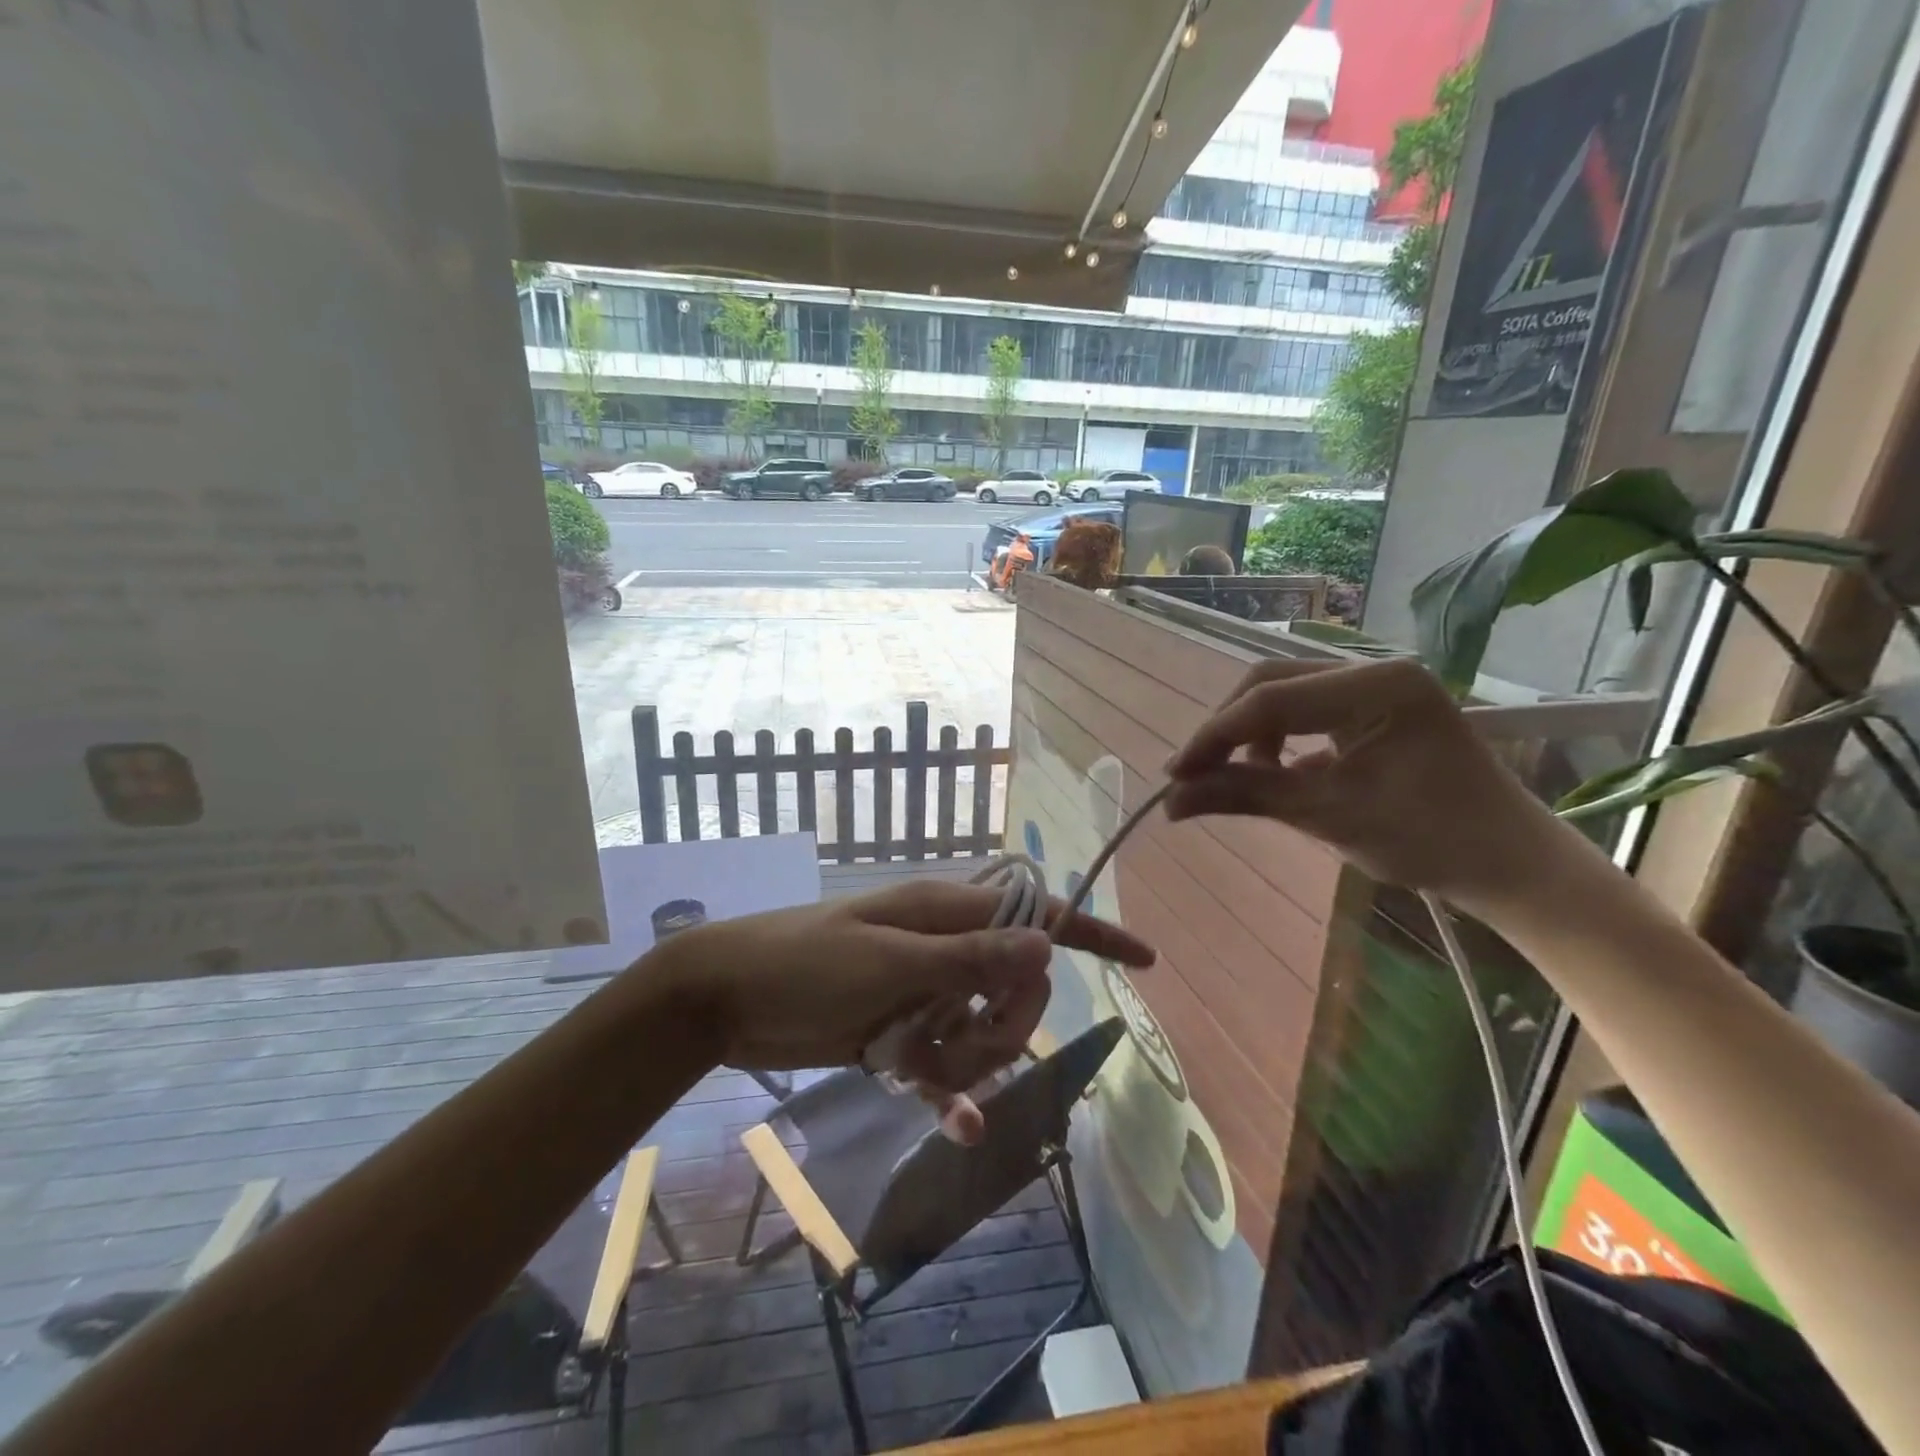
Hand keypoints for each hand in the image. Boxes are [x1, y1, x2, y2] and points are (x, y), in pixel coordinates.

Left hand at [649, 877, 1153, 1093]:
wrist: (727, 997)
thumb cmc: (805, 964)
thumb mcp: (888, 959)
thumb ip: (968, 955)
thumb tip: (1047, 941)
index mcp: (945, 913)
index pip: (1035, 914)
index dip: (1091, 933)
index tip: (1144, 961)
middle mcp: (943, 949)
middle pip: (1017, 987)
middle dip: (1001, 1023)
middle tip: (950, 1038)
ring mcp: (923, 993)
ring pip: (984, 1033)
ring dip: (965, 1062)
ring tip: (909, 1061)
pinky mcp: (900, 1034)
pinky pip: (947, 1067)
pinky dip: (951, 1092)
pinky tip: (953, 1124)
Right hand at [1164, 657, 1569, 918]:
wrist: (1511, 866)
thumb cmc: (1428, 842)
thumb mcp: (1326, 816)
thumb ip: (1243, 796)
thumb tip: (1169, 802)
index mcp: (1376, 685)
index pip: (1270, 699)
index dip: (1214, 736)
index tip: (1174, 775)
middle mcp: (1376, 669)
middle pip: (1272, 683)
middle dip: (1228, 730)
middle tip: (1195, 775)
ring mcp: (1380, 684)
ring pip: (1286, 694)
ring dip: (1251, 734)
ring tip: (1239, 779)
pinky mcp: (1379, 706)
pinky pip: (1310, 709)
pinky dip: (1281, 738)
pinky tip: (1277, 771)